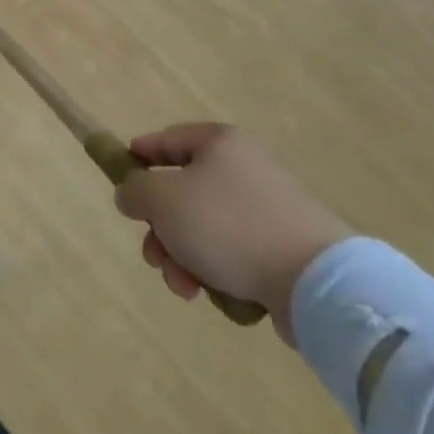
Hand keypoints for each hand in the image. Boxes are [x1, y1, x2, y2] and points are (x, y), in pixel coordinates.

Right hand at [114, 123, 349, 344]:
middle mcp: (245, 168)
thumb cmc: (227, 225)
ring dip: (183, 258)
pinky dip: (217, 272)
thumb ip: (134, 190)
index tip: (120, 181)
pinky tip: (215, 294)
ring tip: (185, 287)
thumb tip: (132, 194)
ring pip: (204, 230)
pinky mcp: (284, 248)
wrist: (313, 281)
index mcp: (219, 143)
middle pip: (183, 193)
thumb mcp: (162, 199)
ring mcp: (268, 209)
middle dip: (161, 230)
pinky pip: (234, 254)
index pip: (167, 140)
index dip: (138, 157)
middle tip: (154, 256)